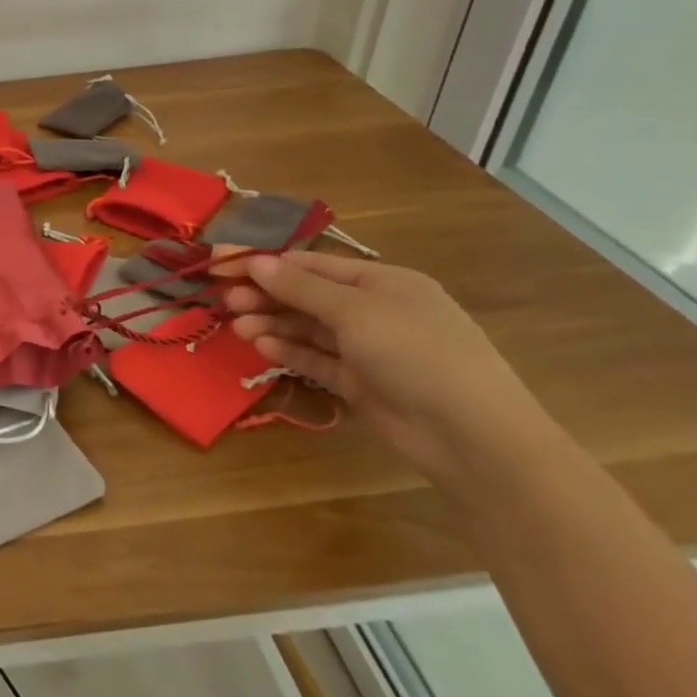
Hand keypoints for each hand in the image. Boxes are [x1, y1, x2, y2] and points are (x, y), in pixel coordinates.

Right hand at [216, 252, 545, 480]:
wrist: (472, 435)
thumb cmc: (415, 352)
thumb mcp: (355, 310)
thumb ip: (300, 287)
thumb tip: (255, 261)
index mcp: (382, 282)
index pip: (313, 264)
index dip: (267, 263)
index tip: (224, 263)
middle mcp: (375, 310)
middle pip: (307, 296)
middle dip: (266, 295)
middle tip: (225, 300)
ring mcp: (368, 349)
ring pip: (308, 328)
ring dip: (272, 323)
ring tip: (237, 327)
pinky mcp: (360, 383)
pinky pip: (317, 359)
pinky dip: (289, 351)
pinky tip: (261, 346)